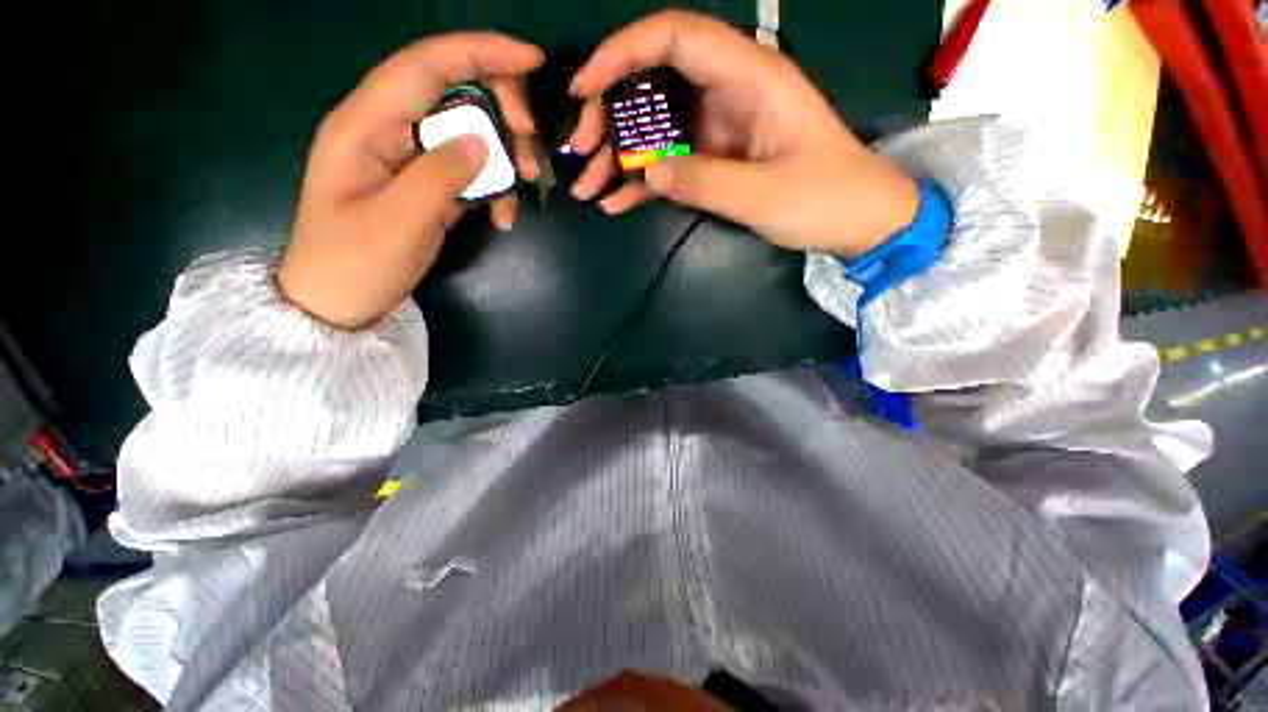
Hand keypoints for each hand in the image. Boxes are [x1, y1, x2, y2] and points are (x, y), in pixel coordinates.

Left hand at [278, 33, 543, 328]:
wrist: (337, 302)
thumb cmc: (355, 264)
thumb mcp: (399, 222)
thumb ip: (440, 174)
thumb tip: (483, 138)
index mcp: (366, 124)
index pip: (427, 65)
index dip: (480, 52)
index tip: (532, 60)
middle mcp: (387, 129)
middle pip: (452, 91)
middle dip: (500, 108)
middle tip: (530, 144)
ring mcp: (408, 158)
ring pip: (467, 131)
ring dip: (502, 153)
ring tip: (524, 184)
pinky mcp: (425, 184)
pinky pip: (468, 169)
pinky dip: (493, 187)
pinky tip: (504, 217)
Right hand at [567, 11, 917, 257]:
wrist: (857, 220)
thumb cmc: (825, 199)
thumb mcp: (763, 194)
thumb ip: (703, 181)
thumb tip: (647, 173)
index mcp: (750, 78)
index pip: (675, 37)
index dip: (623, 52)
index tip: (584, 87)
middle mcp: (729, 93)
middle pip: (655, 83)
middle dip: (611, 115)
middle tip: (582, 152)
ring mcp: (721, 128)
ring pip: (658, 128)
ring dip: (620, 156)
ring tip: (588, 188)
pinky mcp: (718, 157)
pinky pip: (672, 161)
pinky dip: (644, 181)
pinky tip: (618, 202)